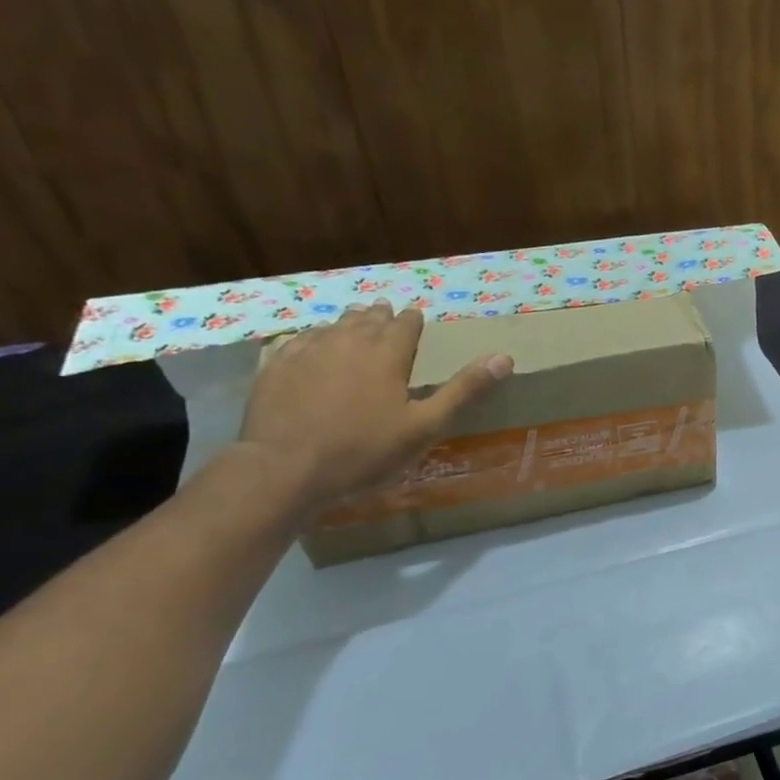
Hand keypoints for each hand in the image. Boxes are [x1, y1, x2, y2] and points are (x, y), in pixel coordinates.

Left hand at [237, 303, 512, 511]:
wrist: (285, 468)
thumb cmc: (365, 450)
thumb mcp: (426, 425)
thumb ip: (464, 390)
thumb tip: (505, 357)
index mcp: (386, 355)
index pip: (405, 325)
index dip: (413, 319)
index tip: (416, 315)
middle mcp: (346, 343)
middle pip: (366, 319)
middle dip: (379, 315)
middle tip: (385, 311)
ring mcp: (306, 352)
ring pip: (331, 326)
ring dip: (346, 323)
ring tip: (353, 322)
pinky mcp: (274, 367)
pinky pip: (296, 341)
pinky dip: (310, 338)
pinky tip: (308, 344)